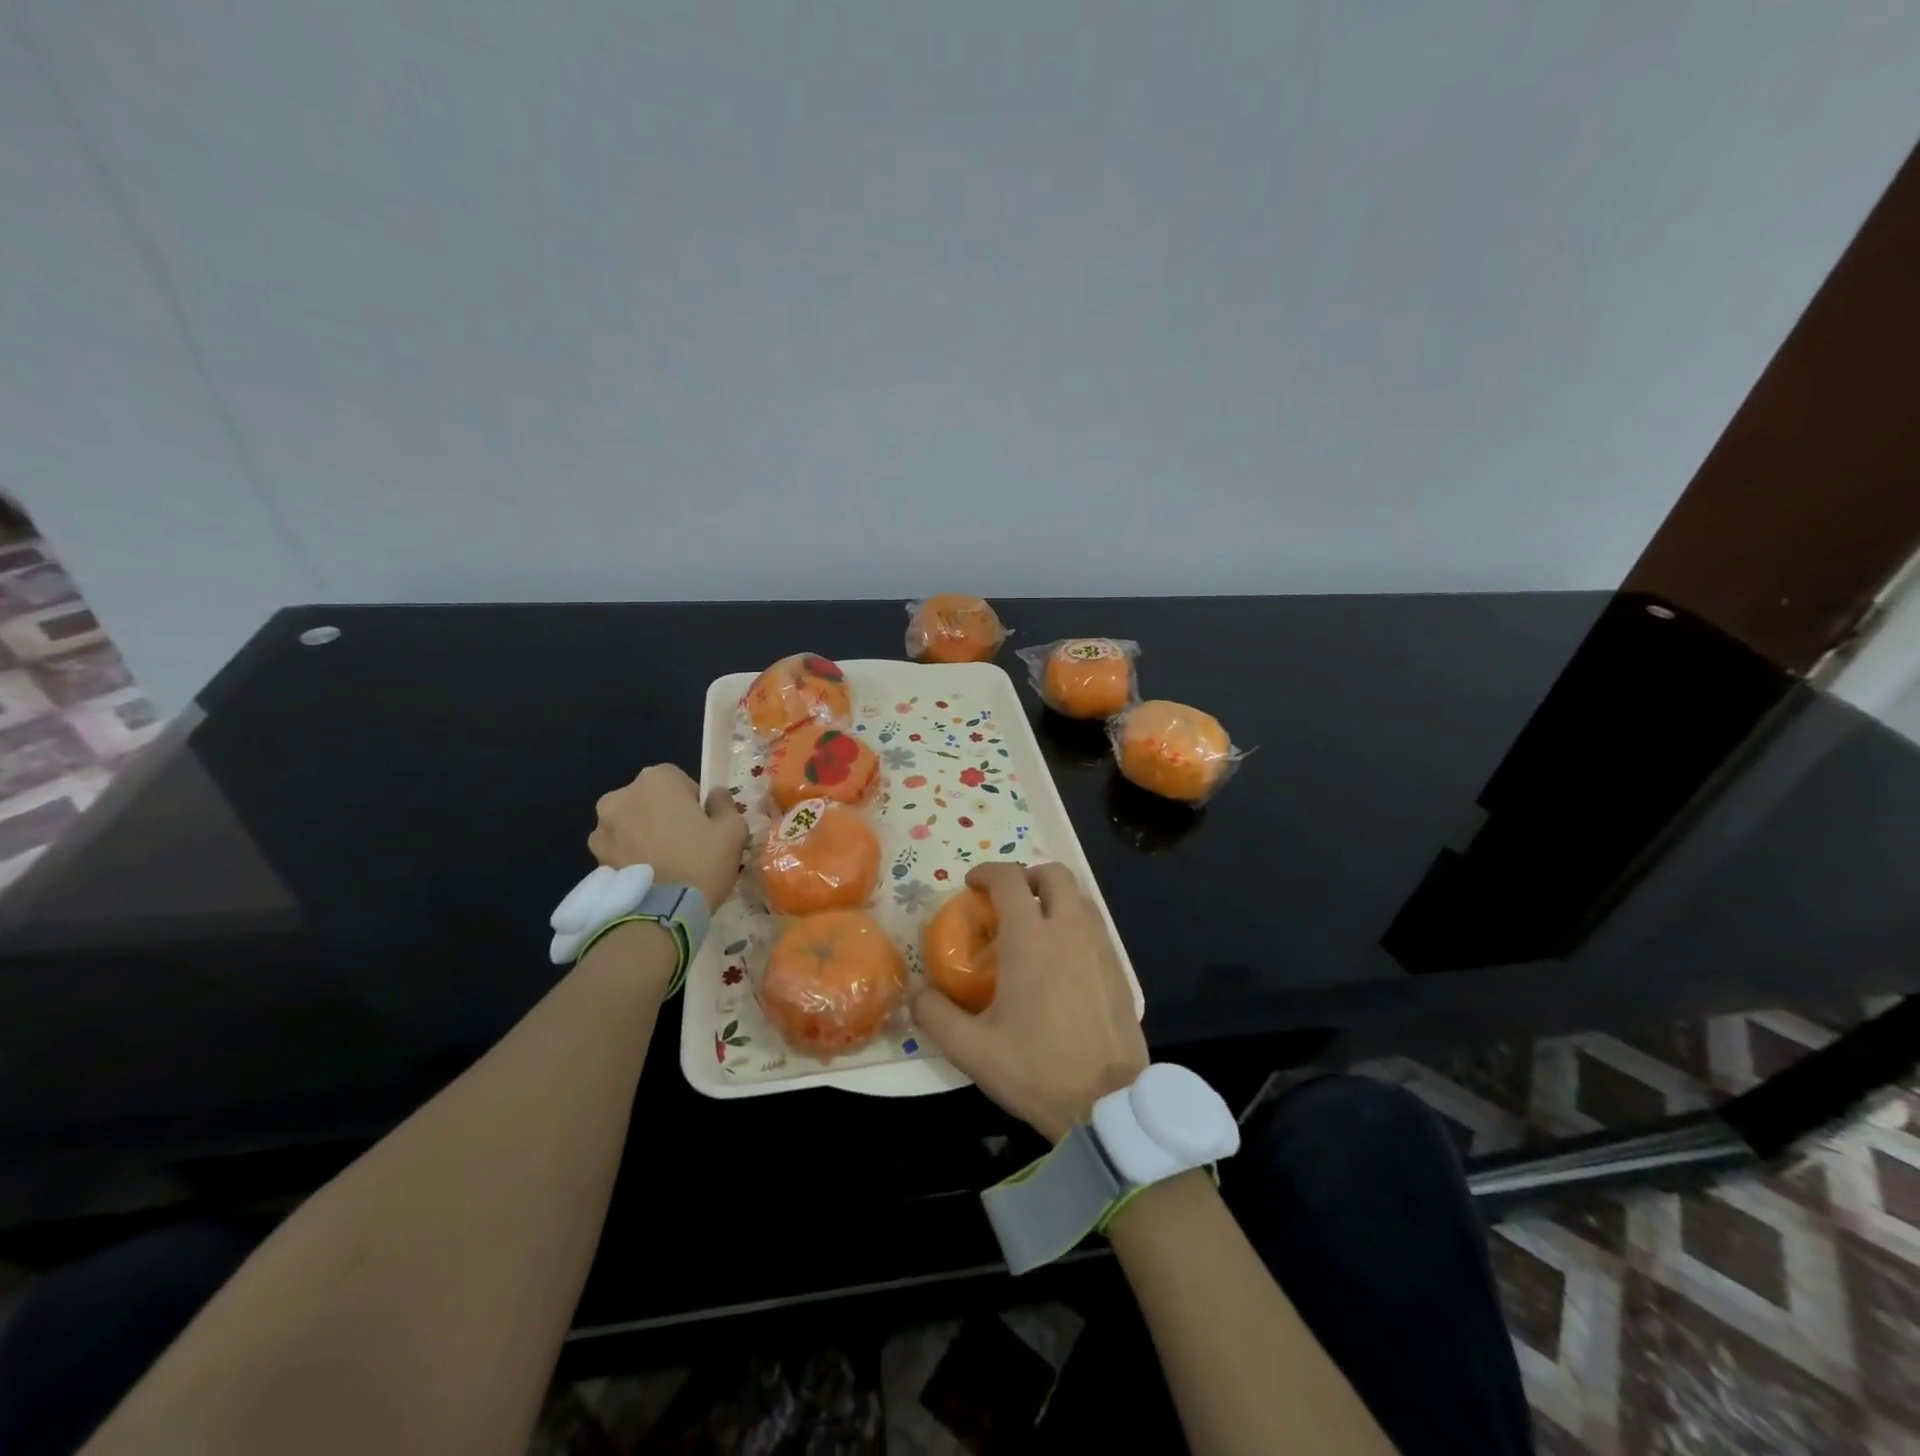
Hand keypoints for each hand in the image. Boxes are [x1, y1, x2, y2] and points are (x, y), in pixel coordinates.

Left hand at [587, 765, 748, 913]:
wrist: (661, 913)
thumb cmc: (702, 861)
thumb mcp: (733, 830)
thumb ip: (725, 804)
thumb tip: (715, 796)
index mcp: (655, 780)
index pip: (678, 779)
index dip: (693, 801)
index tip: (704, 824)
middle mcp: (621, 796)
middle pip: (650, 799)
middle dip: (665, 815)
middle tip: (686, 843)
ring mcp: (602, 827)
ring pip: (632, 823)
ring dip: (645, 834)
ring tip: (666, 862)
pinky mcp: (594, 856)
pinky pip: (619, 847)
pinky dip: (631, 855)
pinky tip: (650, 875)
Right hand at [912, 862, 1147, 1142]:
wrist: (1107, 1104)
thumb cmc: (1036, 1070)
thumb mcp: (972, 1050)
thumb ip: (935, 1015)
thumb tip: (916, 992)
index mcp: (1031, 939)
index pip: (1010, 880)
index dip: (988, 872)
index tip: (972, 884)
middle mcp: (1069, 930)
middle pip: (1054, 874)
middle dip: (1028, 875)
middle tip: (1008, 899)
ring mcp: (1101, 947)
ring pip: (1080, 897)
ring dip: (1055, 897)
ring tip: (1035, 926)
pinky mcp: (1120, 969)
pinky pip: (1095, 926)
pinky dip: (1074, 923)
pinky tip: (1062, 959)